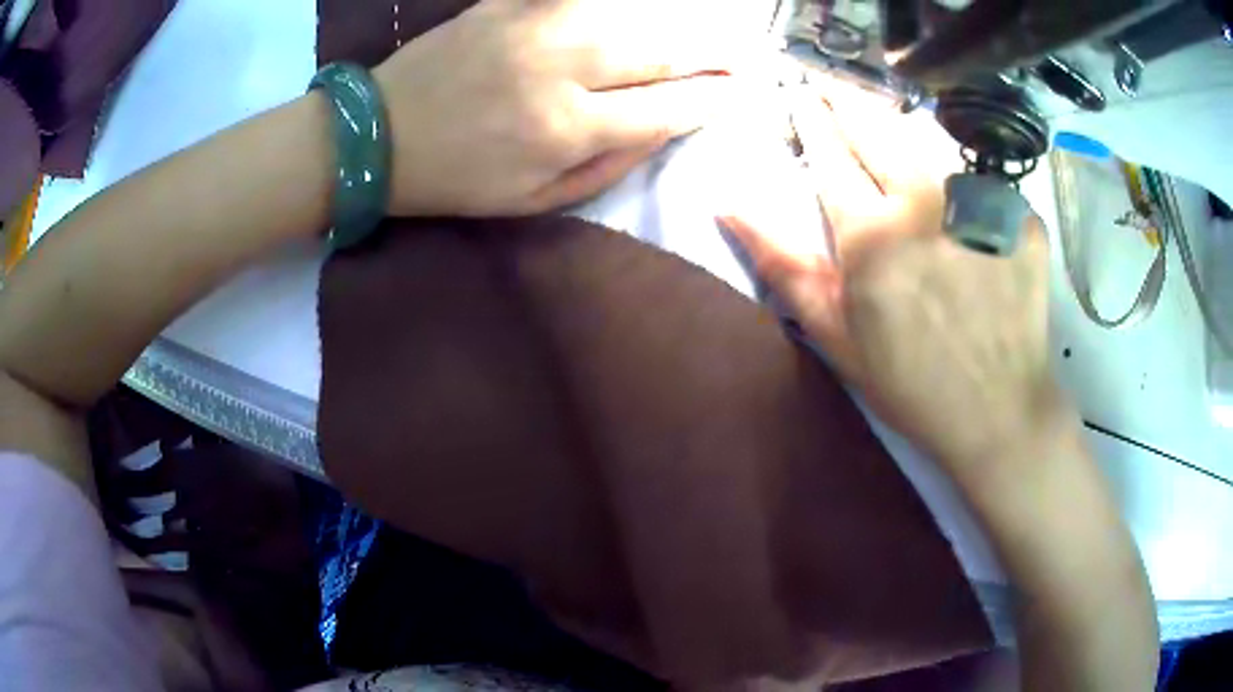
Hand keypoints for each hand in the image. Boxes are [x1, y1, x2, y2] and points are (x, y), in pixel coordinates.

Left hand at [374, 0, 746, 217]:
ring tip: (704, 33)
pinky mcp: (504, 2)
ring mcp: (531, 26)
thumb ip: (608, 166)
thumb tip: (665, 128)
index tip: (741, 91)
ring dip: (675, 22)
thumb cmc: (457, 179)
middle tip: (744, 55)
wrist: (379, 137)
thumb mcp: (535, 199)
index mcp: (566, 129)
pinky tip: (634, 6)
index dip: (713, 98)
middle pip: (661, 50)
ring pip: (629, 13)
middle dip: (714, 53)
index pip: (667, 107)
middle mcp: (559, 69)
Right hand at [721, 83, 1069, 477]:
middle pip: (878, 126)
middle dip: (849, 101)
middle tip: (834, 89)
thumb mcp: (836, 335)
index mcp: (873, 234)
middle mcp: (927, 204)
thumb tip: (728, 207)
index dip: (813, 119)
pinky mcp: (1020, 217)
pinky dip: (964, 181)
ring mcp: (981, 205)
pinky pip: (982, 179)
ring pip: (930, 142)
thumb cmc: (911, 382)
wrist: (999, 412)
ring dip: (902, 131)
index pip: (831, 153)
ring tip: (891, 133)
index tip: (801, 93)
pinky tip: (964, 204)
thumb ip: (783, 265)